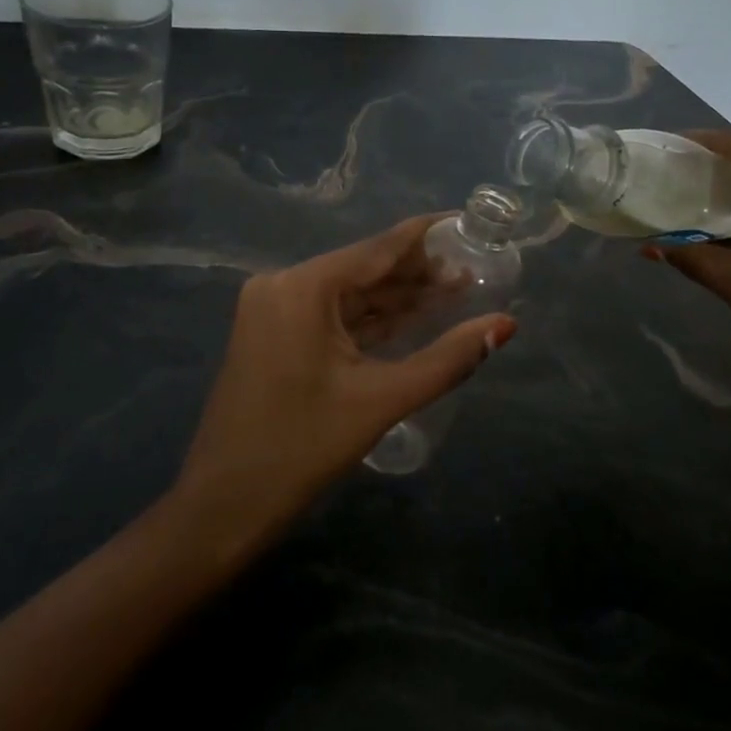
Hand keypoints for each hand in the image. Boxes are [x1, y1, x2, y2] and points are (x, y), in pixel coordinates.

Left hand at [173, 215, 516, 542]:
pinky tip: (412, 318)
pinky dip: (371, 320)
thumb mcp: (383, 400)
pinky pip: (332, 316)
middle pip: (364, 269)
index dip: (427, 236)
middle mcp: (283, 285)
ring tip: (455, 293)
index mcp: (303, 287)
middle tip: (475, 271)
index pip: (379, 248)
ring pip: (350, 295)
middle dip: (418, 273)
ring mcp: (273, 310)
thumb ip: (448, 359)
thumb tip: (506, 325)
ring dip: (398, 298)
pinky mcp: (273, 335)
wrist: (224, 506)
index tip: (468, 224)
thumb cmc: (302, 448)